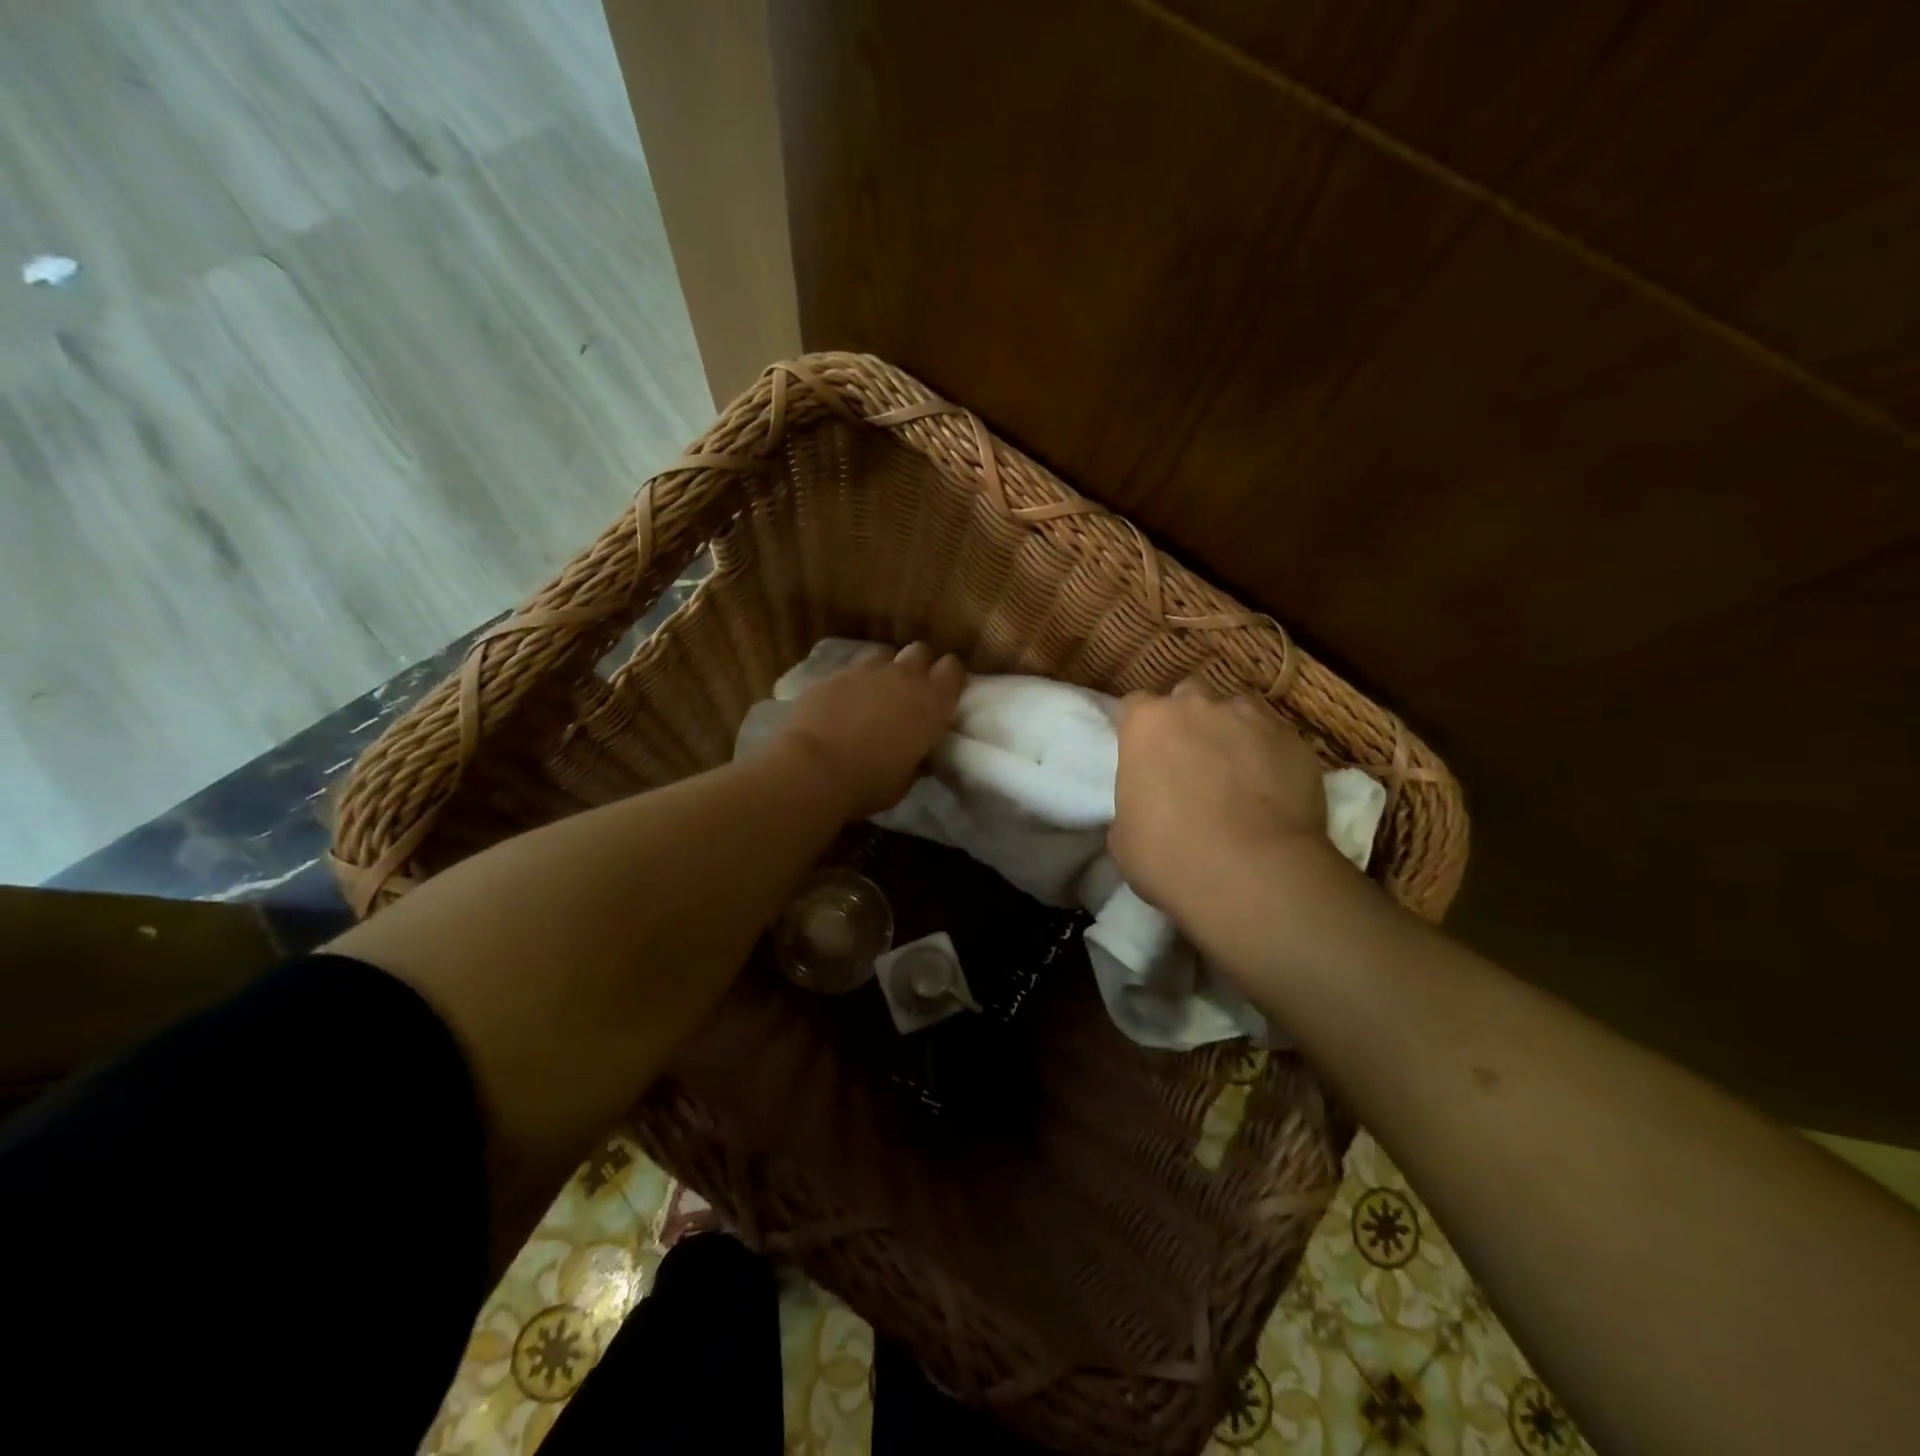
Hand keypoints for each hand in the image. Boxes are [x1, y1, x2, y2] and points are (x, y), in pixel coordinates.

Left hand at [775, 642, 966, 818]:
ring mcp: (866, 671)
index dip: (949, 678)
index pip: (953, 669)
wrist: (812, 770)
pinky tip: (842, 704)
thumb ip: (917, 757)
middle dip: (919, 666)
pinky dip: (852, 683)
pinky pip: (851, 670)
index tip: (943, 693)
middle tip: (910, 692)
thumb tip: (919, 753)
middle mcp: (903, 677)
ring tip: (875, 693)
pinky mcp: (833, 674)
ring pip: (884, 655)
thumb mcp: (906, 779)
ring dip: (885, 670)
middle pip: (920, 651)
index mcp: (931, 703)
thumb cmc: (869, 783)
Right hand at [1108, 679, 1331, 923]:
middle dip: (1188, 719)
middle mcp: (1197, 707)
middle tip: (1190, 759)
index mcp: (1147, 724)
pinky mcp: (1295, 740)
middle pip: (1188, 695)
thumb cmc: (1170, 857)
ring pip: (1237, 710)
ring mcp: (1251, 718)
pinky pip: (1275, 738)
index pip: (1135, 705)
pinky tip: (1272, 789)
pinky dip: (1270, 754)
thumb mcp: (1124, 837)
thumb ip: (1133, 804)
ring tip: (1237, 772)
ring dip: (1232, 732)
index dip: (1140, 729)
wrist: (1254, 874)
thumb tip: (1145, 809)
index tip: (1143, 754)